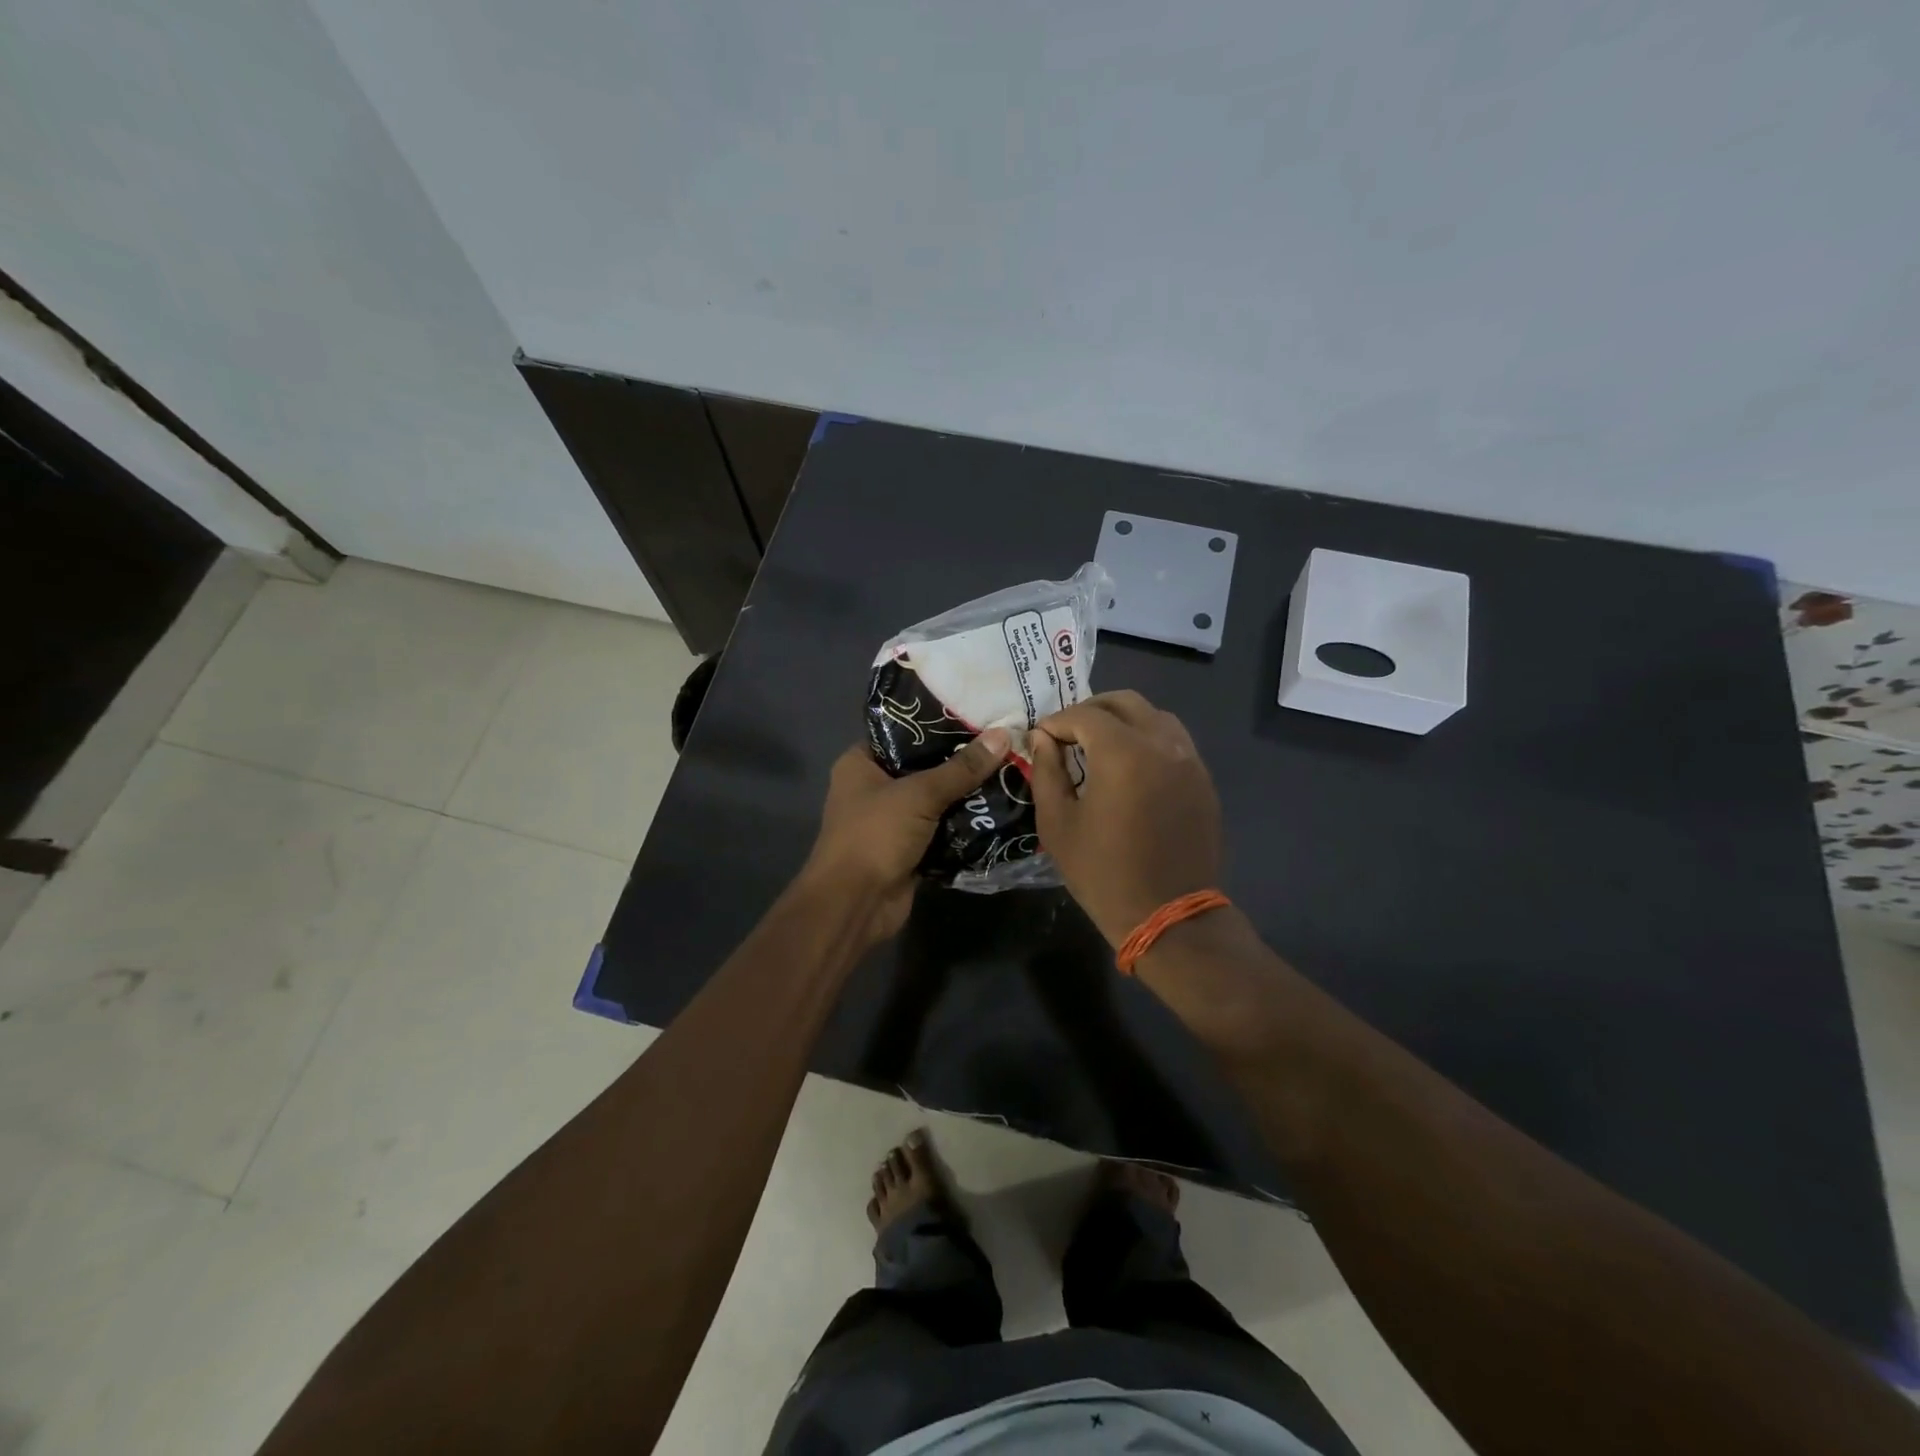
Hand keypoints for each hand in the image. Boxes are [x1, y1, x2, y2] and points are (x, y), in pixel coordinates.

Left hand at [802, 728, 1010, 942]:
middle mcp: (874, 787)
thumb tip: (1004, 734)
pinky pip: (942, 830)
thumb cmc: (875, 835)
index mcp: (861, 763)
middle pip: (924, 766)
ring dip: (967, 795)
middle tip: (1003, 743)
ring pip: (936, 800)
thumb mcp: (919, 795)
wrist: (855, 904)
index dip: (938, 723)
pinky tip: (999, 809)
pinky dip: (964, 825)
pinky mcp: (909, 849)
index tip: (979, 715)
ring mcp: (892, 821)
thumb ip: (962, 768)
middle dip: (961, 761)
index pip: (903, 731)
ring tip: (1009, 771)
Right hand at [1028, 691, 1222, 946]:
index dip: (1056, 721)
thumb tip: (1043, 739)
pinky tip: (1131, 766)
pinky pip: (1174, 741)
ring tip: (1099, 745)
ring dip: (1123, 721)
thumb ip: (1047, 771)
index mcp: (1123, 753)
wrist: (1168, 915)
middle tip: (1068, 733)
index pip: (1084, 715)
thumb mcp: (1058, 824)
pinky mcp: (1203, 779)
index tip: (1040, 738)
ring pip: (1155, 716)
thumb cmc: (1103, 873)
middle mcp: (1162, 744)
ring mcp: (1189, 760)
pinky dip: (1148, 739)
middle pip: (1124, 702)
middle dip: (1090, 710)